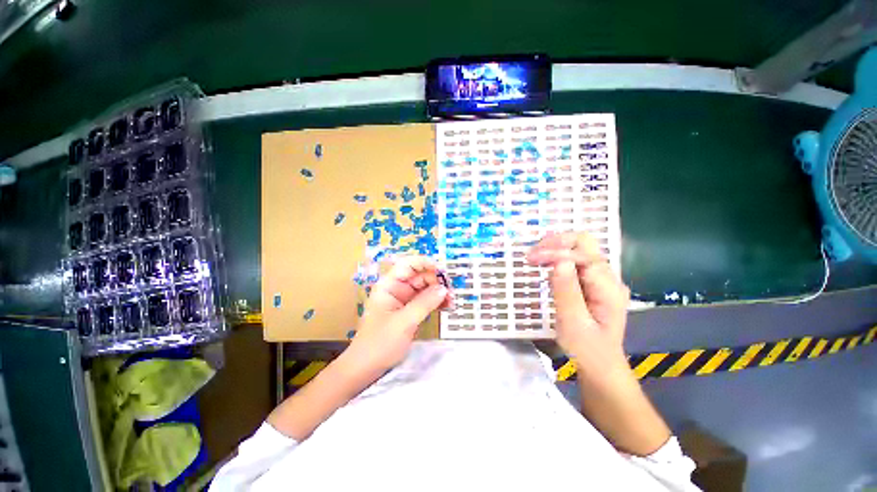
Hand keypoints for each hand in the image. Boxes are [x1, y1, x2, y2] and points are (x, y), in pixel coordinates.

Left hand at [345, 256, 452, 375]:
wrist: (366, 368)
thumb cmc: (380, 343)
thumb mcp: (404, 322)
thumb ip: (424, 303)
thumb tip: (443, 288)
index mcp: (389, 285)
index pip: (408, 265)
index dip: (425, 263)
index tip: (442, 271)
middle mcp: (397, 289)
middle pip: (419, 276)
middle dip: (436, 281)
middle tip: (451, 291)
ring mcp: (404, 300)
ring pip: (425, 288)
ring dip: (438, 292)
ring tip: (452, 301)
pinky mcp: (409, 311)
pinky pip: (425, 301)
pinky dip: (436, 302)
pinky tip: (447, 306)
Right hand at [527, 232, 630, 377]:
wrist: (601, 366)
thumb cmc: (587, 349)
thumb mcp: (574, 323)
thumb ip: (567, 291)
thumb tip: (559, 261)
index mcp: (608, 288)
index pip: (583, 255)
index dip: (556, 252)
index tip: (531, 258)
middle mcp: (609, 278)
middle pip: (586, 244)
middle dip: (557, 243)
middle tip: (534, 252)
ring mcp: (602, 279)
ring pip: (580, 250)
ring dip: (556, 249)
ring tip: (535, 257)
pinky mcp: (593, 282)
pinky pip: (576, 261)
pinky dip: (558, 258)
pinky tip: (545, 265)